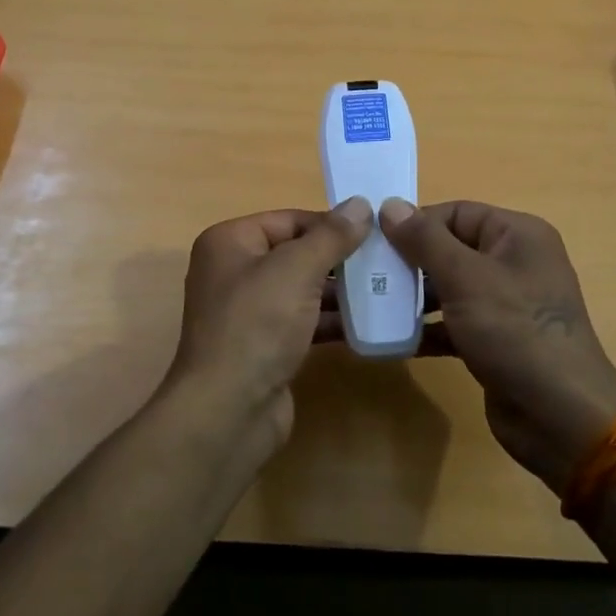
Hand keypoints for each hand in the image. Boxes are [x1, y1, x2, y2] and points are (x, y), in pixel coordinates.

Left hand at [164, 198, 373, 448]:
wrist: (229, 410)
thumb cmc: (256, 325)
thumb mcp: (296, 270)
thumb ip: (331, 236)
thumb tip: (360, 204)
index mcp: (230, 242)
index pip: (288, 219)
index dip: (330, 223)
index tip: (375, 231)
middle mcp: (234, 271)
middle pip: (296, 253)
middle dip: (339, 258)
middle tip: (386, 260)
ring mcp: (249, 312)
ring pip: (302, 289)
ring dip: (340, 290)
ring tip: (386, 288)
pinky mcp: (265, 345)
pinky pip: (303, 322)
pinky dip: (331, 320)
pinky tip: (369, 323)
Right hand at [380, 199, 615, 494]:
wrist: (560, 416)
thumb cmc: (515, 331)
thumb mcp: (465, 277)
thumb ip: (424, 240)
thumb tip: (390, 205)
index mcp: (518, 235)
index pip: (456, 213)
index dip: (415, 223)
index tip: (374, 241)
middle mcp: (514, 262)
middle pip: (450, 249)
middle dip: (409, 262)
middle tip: (366, 274)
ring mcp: (506, 304)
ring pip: (449, 287)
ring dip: (412, 296)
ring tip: (371, 305)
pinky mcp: (495, 340)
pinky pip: (453, 322)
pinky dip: (426, 328)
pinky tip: (392, 339)